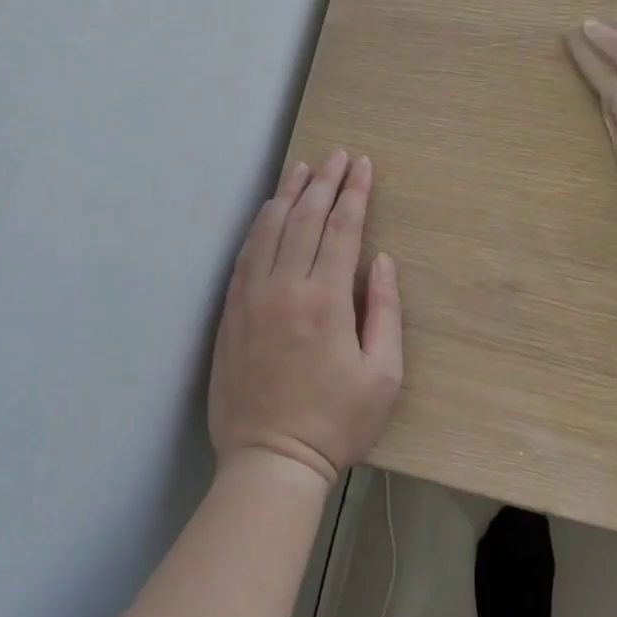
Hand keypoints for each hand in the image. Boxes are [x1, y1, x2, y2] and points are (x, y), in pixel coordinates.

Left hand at [208, 150, 402, 486]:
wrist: (270, 461)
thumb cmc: (337, 422)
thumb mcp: (383, 375)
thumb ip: (385, 311)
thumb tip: (380, 261)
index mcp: (326, 301)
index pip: (342, 230)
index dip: (355, 193)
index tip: (363, 165)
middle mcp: (286, 289)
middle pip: (306, 220)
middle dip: (326, 182)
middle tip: (338, 155)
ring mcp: (252, 299)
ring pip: (270, 231)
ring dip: (288, 195)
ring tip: (303, 168)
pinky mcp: (231, 313)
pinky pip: (244, 256)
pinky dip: (259, 227)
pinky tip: (268, 211)